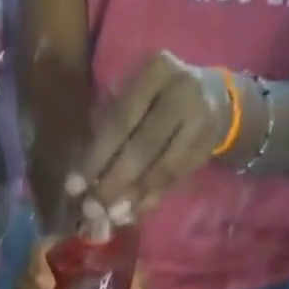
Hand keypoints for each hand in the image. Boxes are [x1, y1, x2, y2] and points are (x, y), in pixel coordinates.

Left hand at [67, 51, 232, 226]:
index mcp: (155, 70)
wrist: (214, 98)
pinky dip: (151, 200)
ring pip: (159, 168)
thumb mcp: (137, 100)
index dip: (95, 159)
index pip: (119, 121)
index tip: (74, 189)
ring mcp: (198, 118)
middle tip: (92, 210)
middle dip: (112, 184)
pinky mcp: (206, 146)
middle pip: (140, 147)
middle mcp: (180, 89)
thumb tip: (84, 184)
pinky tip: (133, 213)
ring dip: (132, 197)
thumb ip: (112, 133)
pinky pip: (173, 180)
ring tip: (111, 217)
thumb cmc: (159, 101)